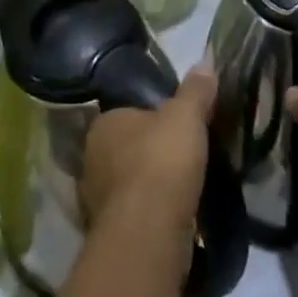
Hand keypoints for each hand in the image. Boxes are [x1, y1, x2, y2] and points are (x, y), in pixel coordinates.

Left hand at [80, 65, 215, 239]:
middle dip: (152, 154)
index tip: (179, 128)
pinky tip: (177, 217)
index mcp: (104, 125)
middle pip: (128, 150)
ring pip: (130, 185)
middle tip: (186, 158)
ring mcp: (96, 200)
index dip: (154, 119)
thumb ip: (195, 90)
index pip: (129, 114)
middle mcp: (92, 159)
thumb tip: (205, 62)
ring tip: (186, 189)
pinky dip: (153, 216)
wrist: (149, 232)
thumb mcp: (186, 116)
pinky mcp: (110, 234)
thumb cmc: (162, 162)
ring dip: (152, 188)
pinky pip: (135, 215)